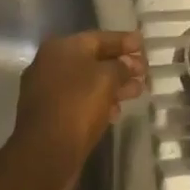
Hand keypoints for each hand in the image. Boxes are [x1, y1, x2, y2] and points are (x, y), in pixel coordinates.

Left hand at [13, 30, 145, 185]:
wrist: (45, 152)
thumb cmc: (77, 105)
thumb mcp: (106, 79)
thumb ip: (121, 67)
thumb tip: (128, 64)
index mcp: (61, 47)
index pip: (98, 38)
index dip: (123, 41)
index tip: (143, 44)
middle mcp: (50, 64)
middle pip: (93, 59)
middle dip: (120, 65)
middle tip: (144, 71)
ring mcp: (47, 90)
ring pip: (87, 82)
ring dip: (113, 85)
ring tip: (138, 91)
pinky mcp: (50, 114)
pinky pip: (79, 101)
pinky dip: (98, 102)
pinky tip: (116, 111)